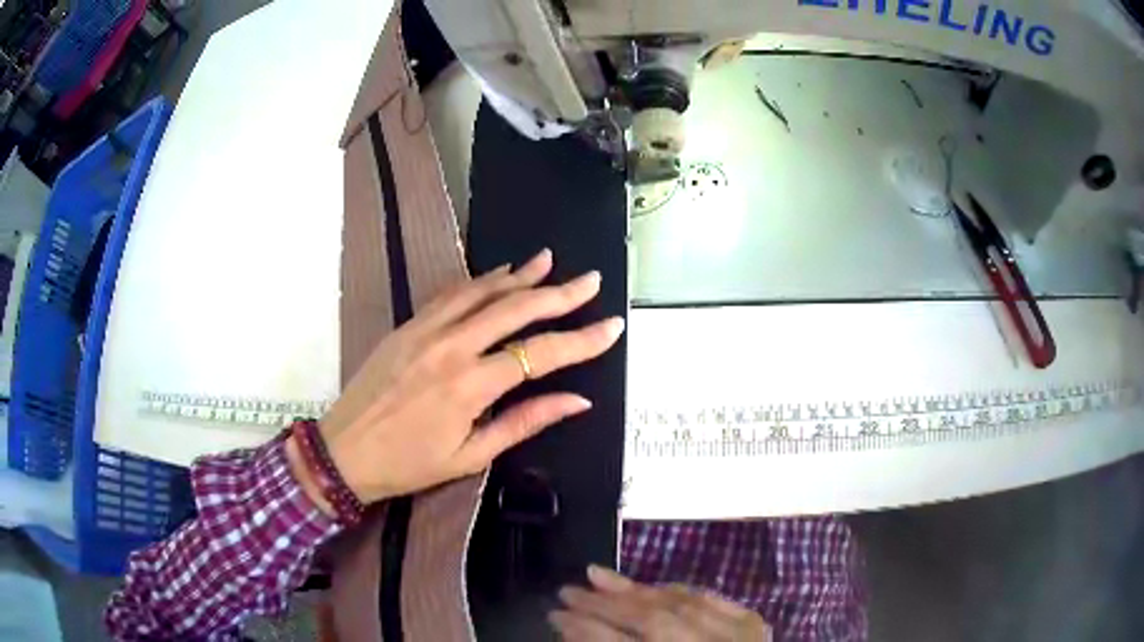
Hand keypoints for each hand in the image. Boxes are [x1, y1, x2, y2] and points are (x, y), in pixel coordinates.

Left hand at [317, 249, 623, 503]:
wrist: (344, 451)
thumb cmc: (409, 464)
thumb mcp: (470, 456)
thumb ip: (524, 422)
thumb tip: (577, 401)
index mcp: (470, 386)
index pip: (540, 354)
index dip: (582, 340)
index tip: (613, 327)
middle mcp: (451, 347)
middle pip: (515, 309)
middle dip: (559, 293)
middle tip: (590, 280)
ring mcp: (425, 330)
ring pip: (481, 291)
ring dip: (519, 275)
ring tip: (548, 261)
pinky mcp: (407, 325)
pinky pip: (449, 294)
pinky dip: (479, 281)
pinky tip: (497, 274)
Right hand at [551, 566, 770, 640]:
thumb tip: (575, 635)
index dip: (586, 630)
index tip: (555, 616)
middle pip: (651, 621)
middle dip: (604, 605)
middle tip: (565, 591)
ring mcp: (736, 634)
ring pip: (679, 603)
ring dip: (634, 589)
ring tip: (597, 576)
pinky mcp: (753, 621)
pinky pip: (709, 597)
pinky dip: (676, 590)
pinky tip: (651, 585)